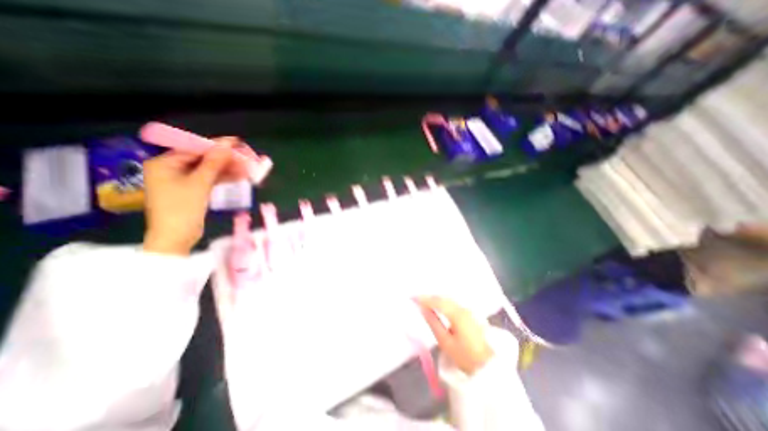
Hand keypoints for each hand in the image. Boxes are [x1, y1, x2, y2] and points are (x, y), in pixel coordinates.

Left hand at [143, 136, 248, 254]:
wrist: (176, 236)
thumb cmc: (182, 208)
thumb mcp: (200, 183)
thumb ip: (213, 163)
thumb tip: (226, 146)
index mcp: (164, 163)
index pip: (194, 149)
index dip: (216, 145)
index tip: (235, 142)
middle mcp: (171, 169)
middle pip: (203, 159)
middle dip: (225, 159)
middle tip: (245, 158)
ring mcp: (182, 180)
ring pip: (209, 170)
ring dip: (227, 169)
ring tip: (247, 168)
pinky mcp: (192, 190)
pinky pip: (209, 179)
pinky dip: (223, 178)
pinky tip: (239, 176)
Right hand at [417, 297, 494, 373]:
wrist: (491, 366)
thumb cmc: (466, 357)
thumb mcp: (446, 342)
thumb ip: (433, 323)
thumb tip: (423, 309)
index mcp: (457, 314)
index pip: (437, 301)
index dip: (423, 298)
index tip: (412, 297)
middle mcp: (463, 308)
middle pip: (443, 298)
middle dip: (429, 297)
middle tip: (417, 298)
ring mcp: (469, 310)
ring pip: (449, 299)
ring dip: (437, 299)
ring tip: (425, 302)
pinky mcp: (471, 314)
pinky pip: (454, 303)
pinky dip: (444, 302)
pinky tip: (439, 306)